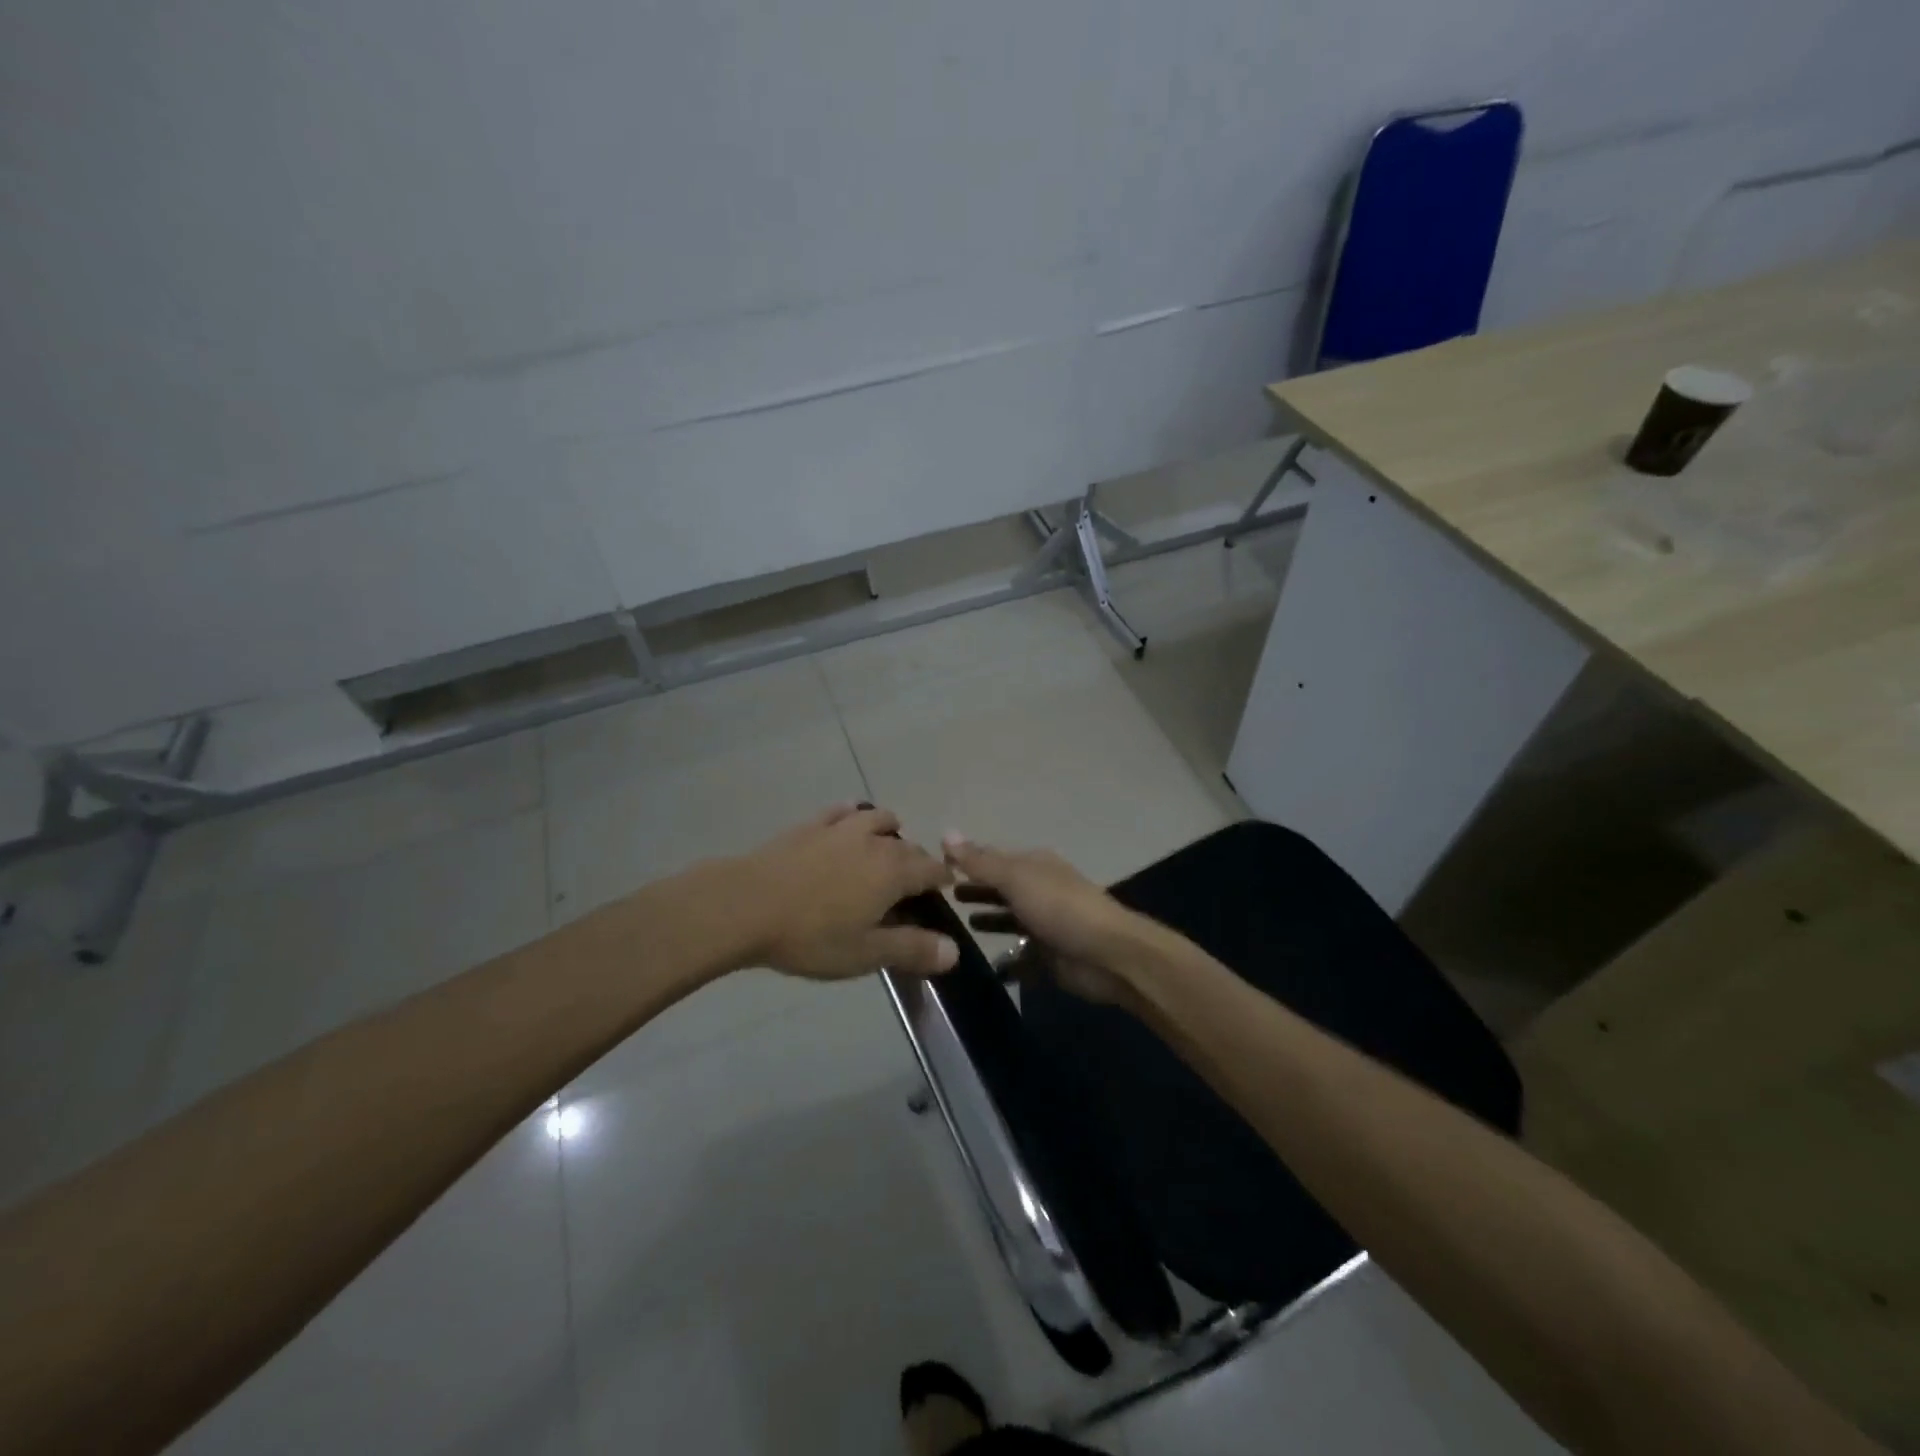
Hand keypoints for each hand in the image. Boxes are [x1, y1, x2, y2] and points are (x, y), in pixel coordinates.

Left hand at [730, 805, 956, 979]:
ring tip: (884, 849)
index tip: (943, 892)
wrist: (745, 905)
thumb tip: (955, 951)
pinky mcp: (811, 824)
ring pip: (879, 819)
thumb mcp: (864, 953)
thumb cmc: (810, 935)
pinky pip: (842, 810)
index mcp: (894, 872)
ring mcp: (841, 828)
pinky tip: (848, 821)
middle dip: (917, 862)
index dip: (942, 881)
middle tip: (911, 887)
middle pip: (909, 846)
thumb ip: (911, 949)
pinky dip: (854, 815)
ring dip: (890, 832)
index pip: (932, 870)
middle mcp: (875, 842)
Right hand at [943, 834, 1148, 1004]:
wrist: (1107, 955)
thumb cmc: (1059, 908)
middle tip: (941, 898)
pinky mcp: (1049, 957)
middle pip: (1001, 888)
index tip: (934, 867)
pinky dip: (1006, 960)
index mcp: (1035, 865)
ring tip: (956, 926)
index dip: (966, 860)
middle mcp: (1040, 890)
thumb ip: (980, 862)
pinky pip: (1021, 957)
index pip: (993, 858)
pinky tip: (983, 964)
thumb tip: (945, 833)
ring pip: (1010, 919)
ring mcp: (1046, 924)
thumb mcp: (1016, 878)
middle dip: (976, 889)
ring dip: (988, 920)